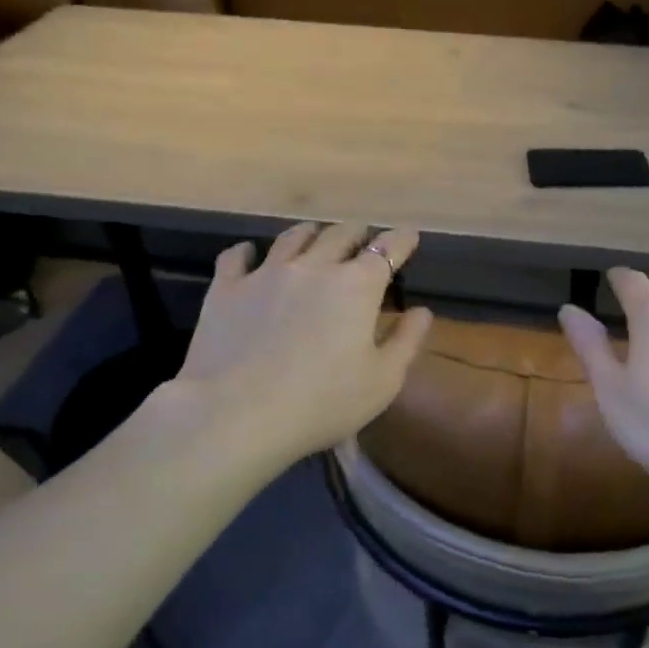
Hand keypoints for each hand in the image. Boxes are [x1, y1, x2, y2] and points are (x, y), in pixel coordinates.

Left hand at [172, 223, 432, 462]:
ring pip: (293, 237)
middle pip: (340, 233)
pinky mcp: (226, 289)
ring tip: (315, 239)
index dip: (402, 239)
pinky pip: (237, 256)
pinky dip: (248, 252)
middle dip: (358, 233)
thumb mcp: (383, 381)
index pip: (387, 248)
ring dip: (311, 234)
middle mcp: (314, 267)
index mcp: (356, 286)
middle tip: (363, 240)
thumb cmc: (322, 402)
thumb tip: (422, 311)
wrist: (236, 414)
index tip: (409, 237)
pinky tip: (249, 256)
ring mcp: (266, 274)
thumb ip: (406, 341)